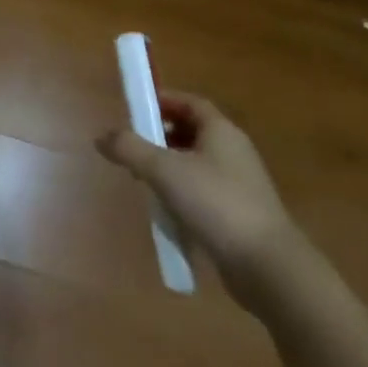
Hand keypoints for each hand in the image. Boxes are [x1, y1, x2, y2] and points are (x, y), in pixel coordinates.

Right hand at [97, 92, 300, 312]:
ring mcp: (238, 184)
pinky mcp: (238, 213)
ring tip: (141, 179)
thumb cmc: (215, 203)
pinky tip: (164, 209)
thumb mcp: (164, 170)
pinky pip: (202, 190)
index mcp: (221, 131)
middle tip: (132, 145)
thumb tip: (101, 137)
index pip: (190, 102)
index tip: (135, 108)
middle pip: (191, 131)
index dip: (162, 100)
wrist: (266, 266)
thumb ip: (129, 148)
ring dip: (168, 166)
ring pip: (195, 163)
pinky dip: (181, 192)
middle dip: (160, 134)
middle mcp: (233, 151)